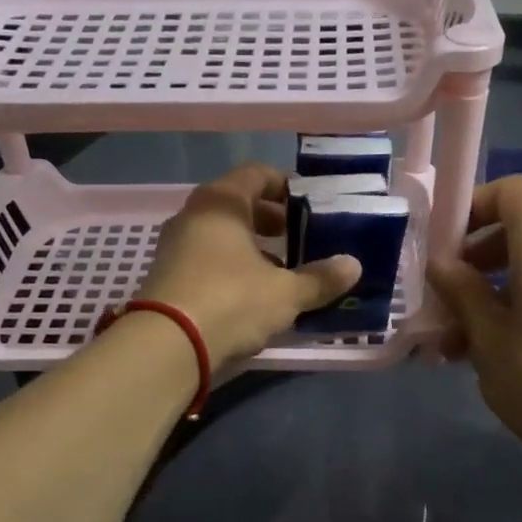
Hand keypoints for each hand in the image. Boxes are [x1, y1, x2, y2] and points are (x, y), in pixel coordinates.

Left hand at [137, 163, 359, 366]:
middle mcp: (193, 216)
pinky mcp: (167, 278)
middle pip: (238, 206)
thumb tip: (353, 266)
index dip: (286, 187)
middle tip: (299, 239)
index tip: (309, 206)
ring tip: (281, 272)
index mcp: (221, 202)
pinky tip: (252, 296)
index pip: (257, 175)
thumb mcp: (284, 293)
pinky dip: (231, 268)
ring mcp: (175, 247)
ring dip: (252, 249)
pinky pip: (207, 261)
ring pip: (221, 236)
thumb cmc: (231, 302)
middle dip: (271, 221)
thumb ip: (319, 279)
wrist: (167, 346)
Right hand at [428, 175, 521, 464]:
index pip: (511, 192)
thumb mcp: (490, 342)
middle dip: (475, 265)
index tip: (444, 249)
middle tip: (444, 308)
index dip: (473, 207)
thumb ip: (463, 295)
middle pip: (520, 234)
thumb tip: (441, 263)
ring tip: (461, 347)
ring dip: (494, 297)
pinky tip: (502, 357)